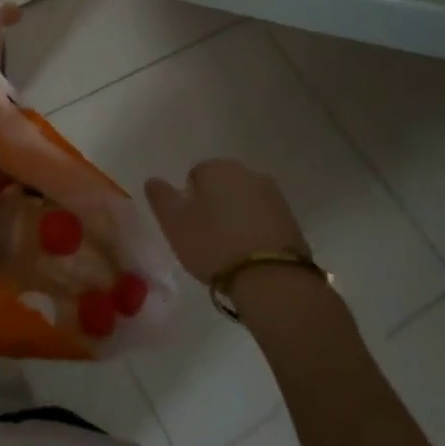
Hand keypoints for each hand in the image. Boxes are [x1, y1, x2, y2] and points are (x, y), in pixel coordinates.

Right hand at [144, 159, 308, 286]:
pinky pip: (263, 218)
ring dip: (236, 216)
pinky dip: (255, 229)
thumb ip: (160, 197)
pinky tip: (250, 254)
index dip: (189, 200)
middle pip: (222, 184)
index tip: (190, 226)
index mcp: (216, 168)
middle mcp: (246, 172)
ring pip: (244, 200)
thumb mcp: (174, 224)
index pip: (195, 174)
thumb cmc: (214, 245)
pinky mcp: (291, 217)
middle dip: (214, 204)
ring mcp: (272, 194)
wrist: (272, 278)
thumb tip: (153, 180)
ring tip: (229, 249)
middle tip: (207, 237)